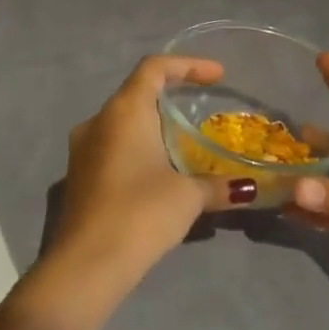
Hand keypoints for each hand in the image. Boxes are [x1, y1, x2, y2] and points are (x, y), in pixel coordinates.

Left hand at [40, 54, 260, 296]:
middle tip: (205, 108)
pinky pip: (113, 148)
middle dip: (172, 96)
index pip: (154, 67)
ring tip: (187, 142)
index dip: (188, 65)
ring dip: (154, 126)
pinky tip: (161, 173)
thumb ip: (219, 185)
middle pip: (137, 93)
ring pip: (123, 123)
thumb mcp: (188, 197)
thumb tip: (249, 189)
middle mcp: (97, 121)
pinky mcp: (79, 176)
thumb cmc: (140, 214)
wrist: (87, 264)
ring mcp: (82, 150)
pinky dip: (140, 149)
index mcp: (123, 111)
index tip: (218, 77)